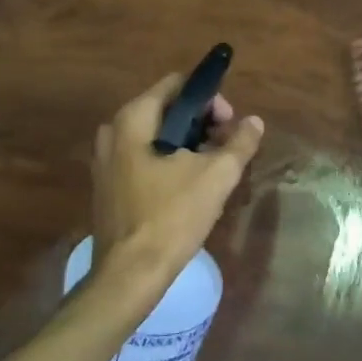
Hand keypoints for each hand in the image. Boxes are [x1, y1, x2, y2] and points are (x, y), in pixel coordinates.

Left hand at [90, 74, 264, 294]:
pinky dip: (170, 162)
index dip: (210, 98)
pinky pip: (144, 158)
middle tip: (227, 148)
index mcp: (133, 119)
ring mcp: (106, 161)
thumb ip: (240, 143)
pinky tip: (190, 187)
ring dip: (188, 144)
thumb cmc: (172, 216)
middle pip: (167, 109)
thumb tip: (255, 122)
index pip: (177, 85)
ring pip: (156, 136)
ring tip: (214, 169)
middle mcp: (113, 132)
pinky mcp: (109, 186)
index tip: (230, 124)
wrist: (130, 275)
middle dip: (202, 123)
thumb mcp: (217, 176)